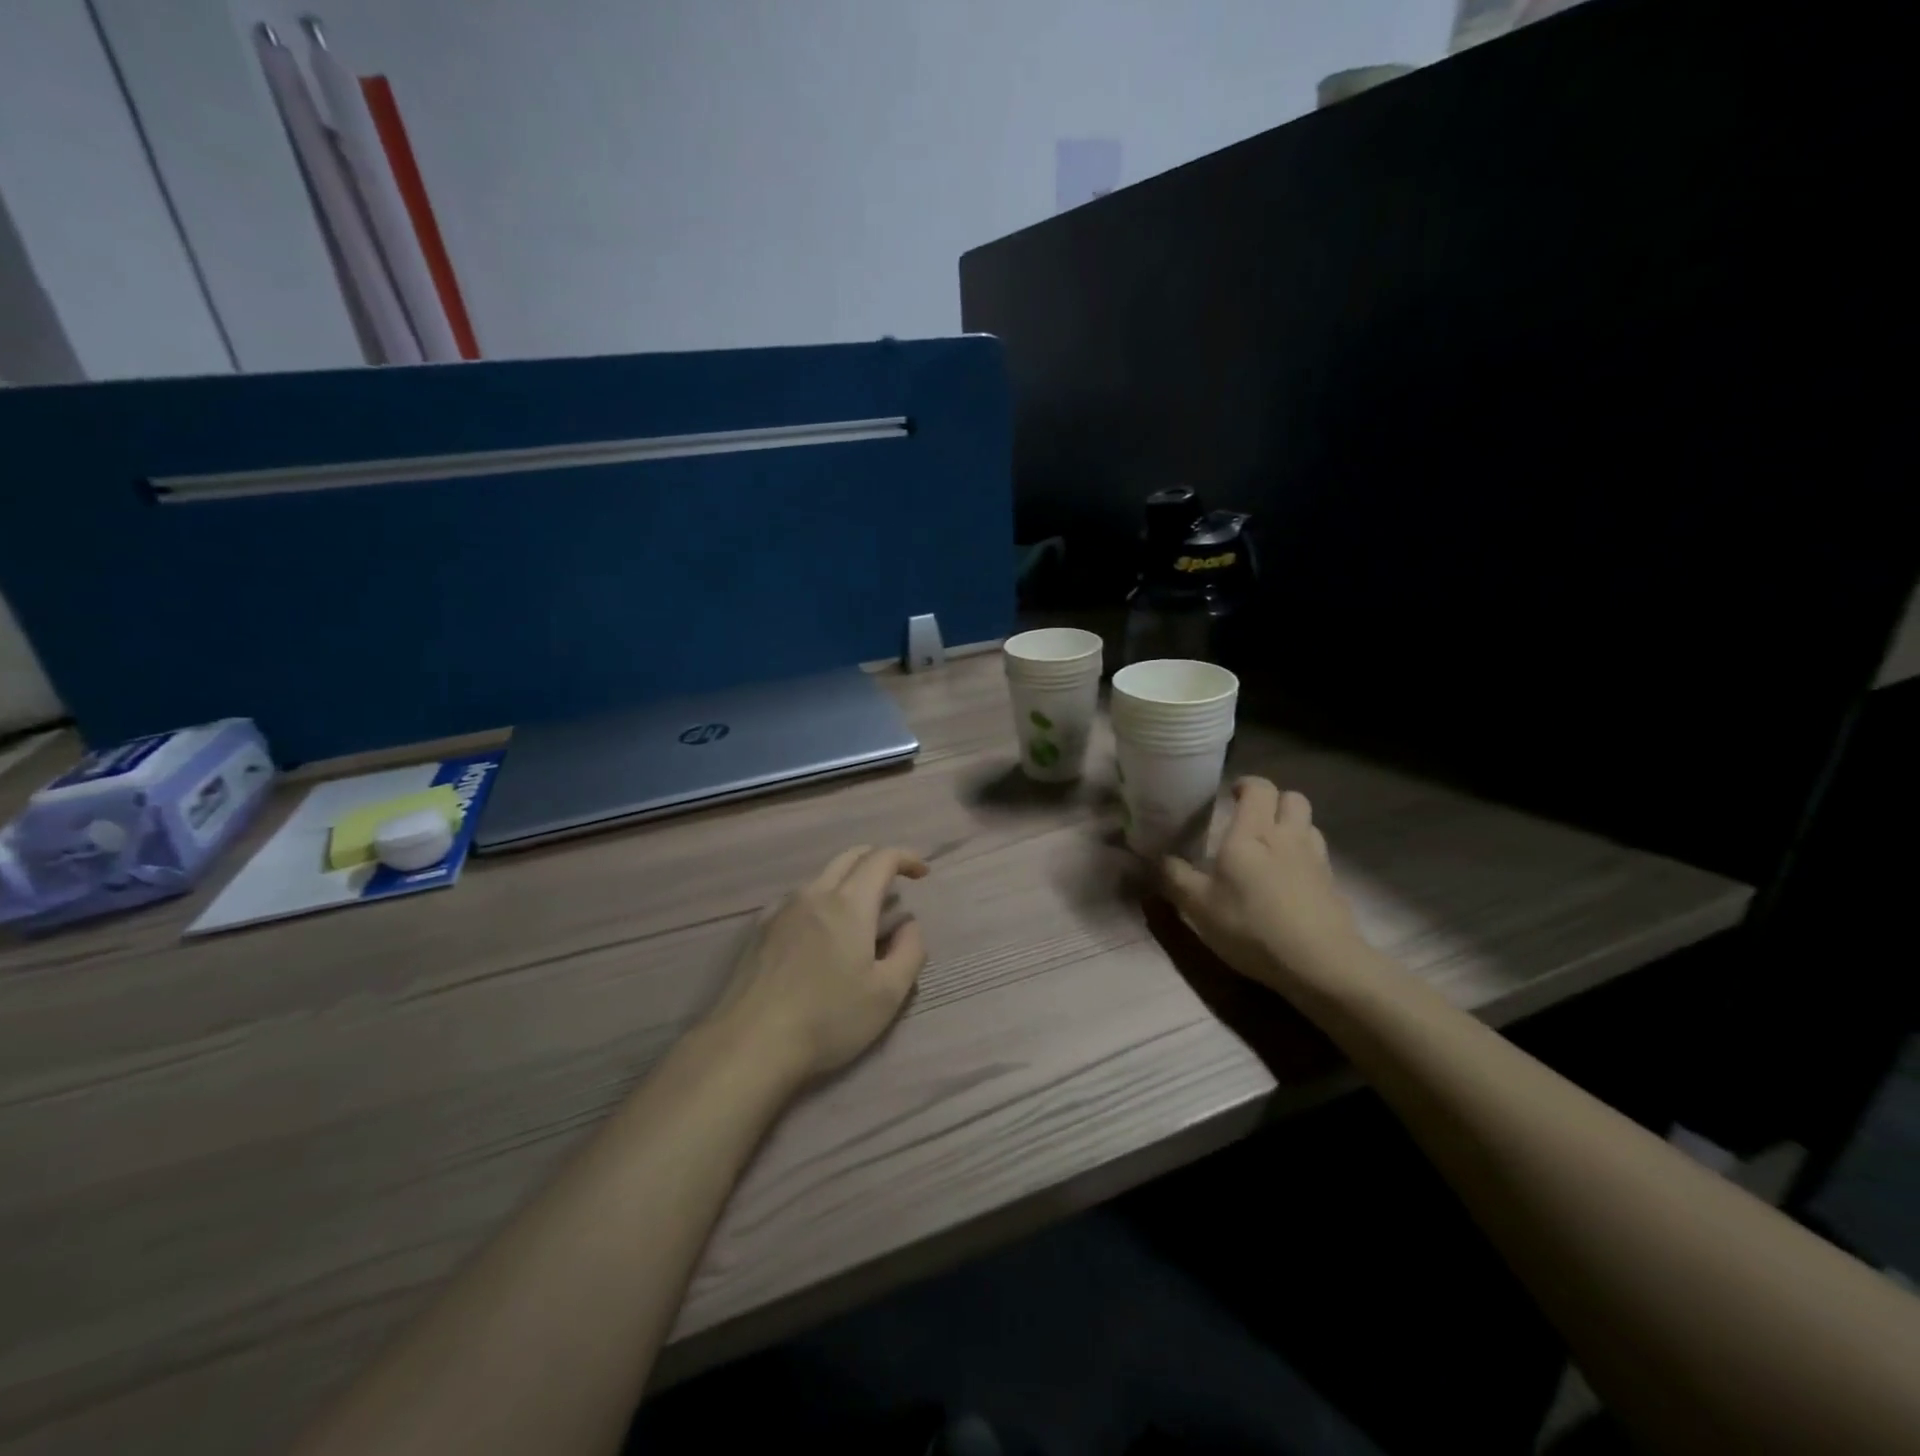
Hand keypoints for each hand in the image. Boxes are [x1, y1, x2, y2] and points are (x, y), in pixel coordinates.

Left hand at [716, 846, 929, 1082]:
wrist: (751, 1043)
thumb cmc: (828, 1019)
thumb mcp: (888, 993)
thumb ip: (910, 951)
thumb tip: (909, 925)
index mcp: (849, 904)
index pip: (882, 858)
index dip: (906, 858)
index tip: (922, 873)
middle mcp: (814, 894)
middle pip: (849, 857)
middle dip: (877, 859)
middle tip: (895, 880)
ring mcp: (782, 909)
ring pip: (822, 877)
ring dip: (848, 881)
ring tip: (860, 914)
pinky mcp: (759, 929)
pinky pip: (797, 900)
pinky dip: (820, 901)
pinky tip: (819, 932)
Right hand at [1161, 778, 1369, 996]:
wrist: (1321, 964)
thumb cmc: (1252, 926)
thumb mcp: (1199, 907)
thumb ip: (1175, 878)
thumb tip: (1157, 859)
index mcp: (1253, 834)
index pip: (1259, 788)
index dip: (1246, 785)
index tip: (1230, 796)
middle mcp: (1288, 837)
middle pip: (1293, 798)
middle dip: (1274, 801)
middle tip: (1252, 820)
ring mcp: (1316, 860)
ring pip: (1309, 825)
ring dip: (1292, 827)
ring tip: (1272, 849)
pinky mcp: (1333, 885)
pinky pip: (1319, 856)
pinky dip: (1304, 857)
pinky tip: (1289, 882)